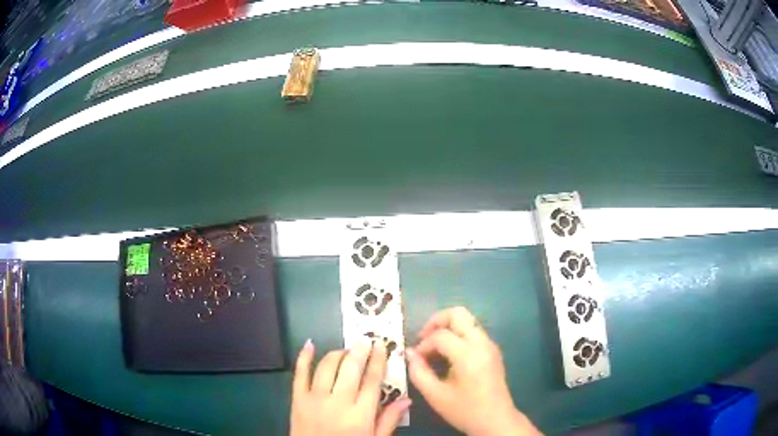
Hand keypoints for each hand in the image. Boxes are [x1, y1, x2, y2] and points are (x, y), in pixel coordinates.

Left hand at [290, 338, 410, 435]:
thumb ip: (389, 420)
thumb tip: (407, 399)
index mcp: (361, 414)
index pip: (372, 380)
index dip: (378, 361)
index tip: (381, 346)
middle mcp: (338, 402)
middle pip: (350, 368)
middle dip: (359, 351)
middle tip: (365, 340)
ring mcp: (315, 399)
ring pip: (327, 367)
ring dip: (337, 353)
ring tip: (346, 350)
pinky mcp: (297, 399)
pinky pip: (299, 374)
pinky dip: (303, 357)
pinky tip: (309, 344)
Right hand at [406, 307, 541, 435]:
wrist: (496, 420)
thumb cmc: (465, 411)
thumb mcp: (436, 395)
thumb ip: (419, 372)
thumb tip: (410, 353)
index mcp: (469, 355)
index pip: (441, 336)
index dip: (423, 344)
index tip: (415, 358)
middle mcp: (482, 343)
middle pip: (458, 314)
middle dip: (436, 321)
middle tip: (423, 338)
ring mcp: (490, 345)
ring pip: (467, 320)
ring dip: (447, 328)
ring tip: (434, 348)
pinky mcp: (493, 350)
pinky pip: (473, 331)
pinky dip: (457, 335)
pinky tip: (448, 354)